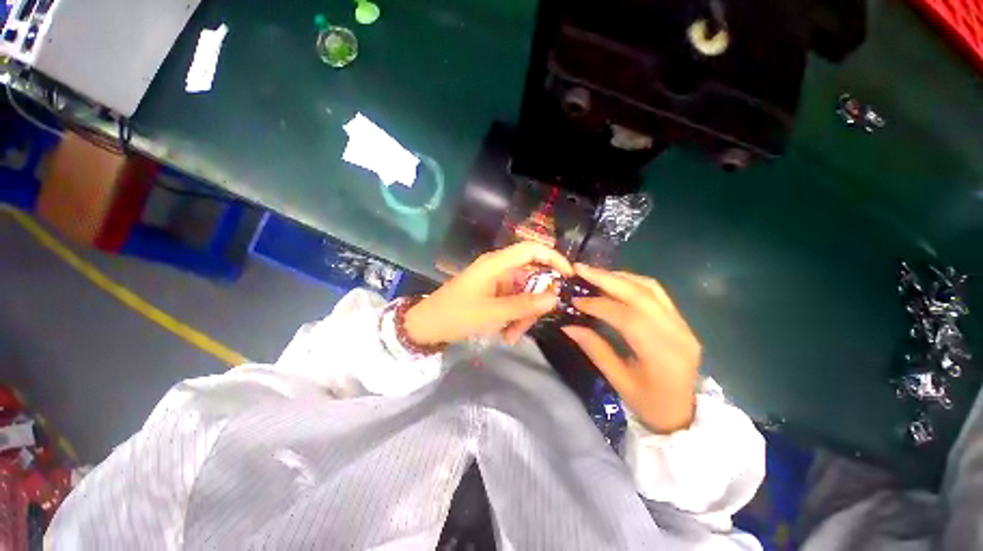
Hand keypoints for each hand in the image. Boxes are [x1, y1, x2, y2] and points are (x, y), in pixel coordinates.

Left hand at [405, 242, 573, 345]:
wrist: (427, 325)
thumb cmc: (457, 315)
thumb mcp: (493, 313)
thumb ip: (525, 305)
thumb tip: (555, 298)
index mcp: (497, 263)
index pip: (532, 249)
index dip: (553, 258)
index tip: (568, 277)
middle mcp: (498, 268)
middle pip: (530, 277)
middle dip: (534, 301)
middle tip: (531, 323)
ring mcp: (495, 281)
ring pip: (522, 293)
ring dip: (522, 315)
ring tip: (512, 336)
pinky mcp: (491, 293)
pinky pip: (511, 301)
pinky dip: (513, 317)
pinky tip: (506, 335)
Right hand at [562, 264, 700, 433]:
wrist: (684, 414)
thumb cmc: (649, 404)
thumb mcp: (617, 380)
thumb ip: (594, 348)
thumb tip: (567, 325)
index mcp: (662, 354)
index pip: (627, 318)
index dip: (598, 305)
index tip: (575, 299)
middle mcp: (677, 332)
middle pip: (640, 294)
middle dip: (607, 279)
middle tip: (580, 269)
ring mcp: (683, 324)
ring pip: (650, 287)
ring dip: (619, 277)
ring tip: (594, 273)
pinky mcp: (681, 320)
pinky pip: (656, 292)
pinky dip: (632, 282)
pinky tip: (614, 281)